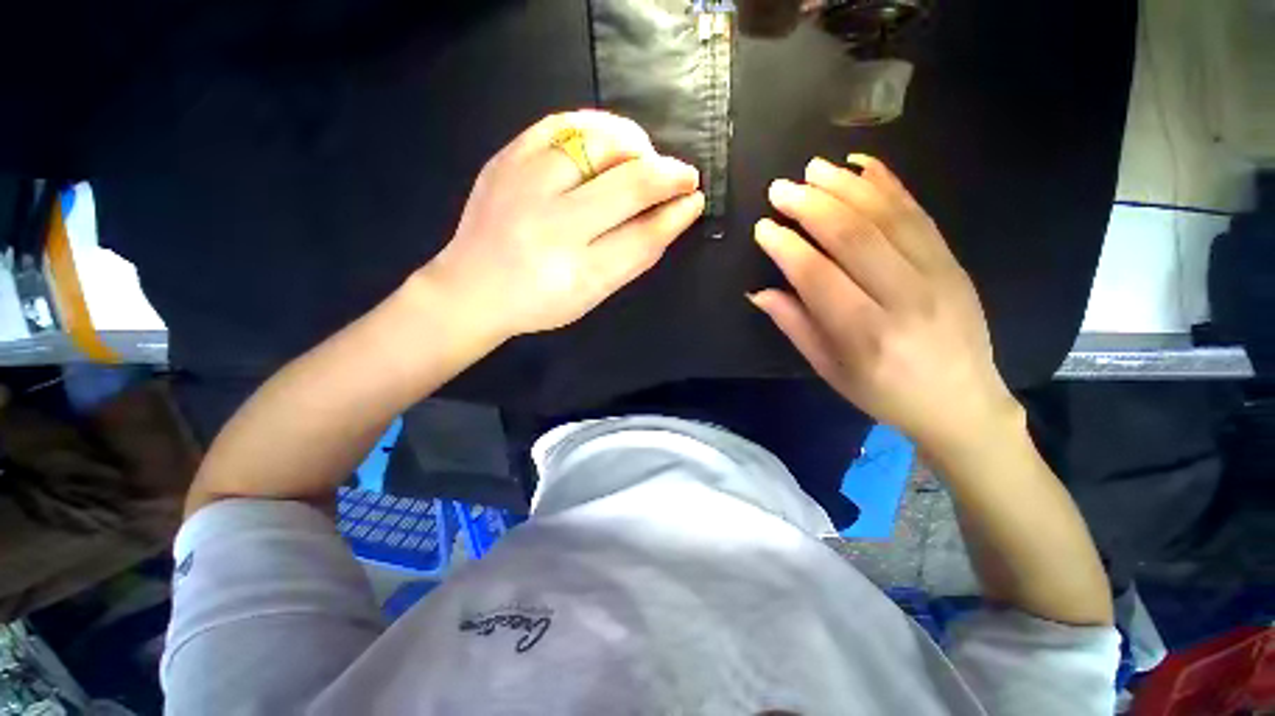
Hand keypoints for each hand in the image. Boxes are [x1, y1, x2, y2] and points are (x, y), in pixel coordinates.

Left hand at [421, 111, 704, 340]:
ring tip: (646, 156)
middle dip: (669, 175)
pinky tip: (610, 139)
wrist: (471, 289)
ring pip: (599, 142)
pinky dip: (596, 125)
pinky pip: (561, 123)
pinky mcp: (506, 159)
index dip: (676, 215)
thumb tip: (671, 216)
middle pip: (629, 185)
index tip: (694, 200)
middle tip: (684, 176)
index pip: (644, 236)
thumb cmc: (539, 302)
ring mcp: (526, 186)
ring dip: (636, 145)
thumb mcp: (592, 295)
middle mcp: (554, 226)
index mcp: (579, 273)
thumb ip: (632, 258)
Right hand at [750, 155, 1020, 455]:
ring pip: (887, 217)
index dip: (787, 248)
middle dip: (811, 206)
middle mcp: (905, 299)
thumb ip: (794, 326)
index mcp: (866, 335)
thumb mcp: (828, 369)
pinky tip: (864, 165)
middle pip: (854, 237)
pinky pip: (920, 214)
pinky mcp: (954, 262)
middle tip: (780, 188)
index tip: (763, 227)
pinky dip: (890, 185)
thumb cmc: (883, 393)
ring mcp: (938, 275)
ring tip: (813, 168)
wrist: (962, 402)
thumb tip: (759, 292)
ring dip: (846, 186)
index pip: (818, 277)